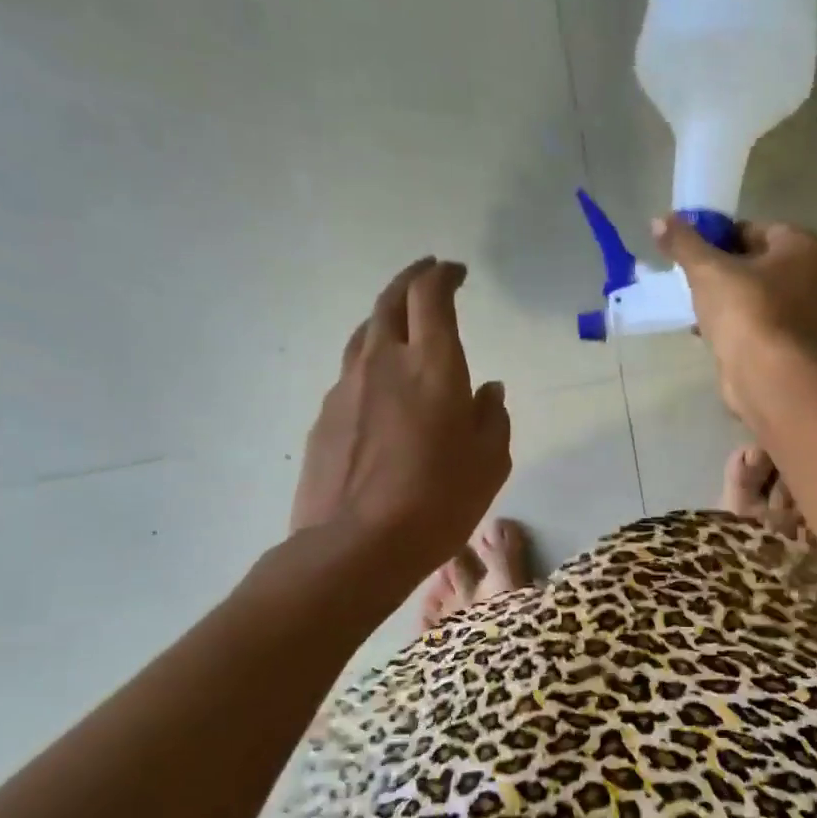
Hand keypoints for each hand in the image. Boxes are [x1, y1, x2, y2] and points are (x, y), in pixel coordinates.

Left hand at [286, 257, 510, 585]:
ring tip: (403, 327)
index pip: (431, 296)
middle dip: (411, 280)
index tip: (455, 272)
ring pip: (364, 333)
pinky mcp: (325, 415)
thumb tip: (488, 390)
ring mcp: (347, 387)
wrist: (356, 546)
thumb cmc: (439, 502)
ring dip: (386, 318)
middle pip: (390, 300)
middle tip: (429, 276)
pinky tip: (382, 391)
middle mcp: (384, 362)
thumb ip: (492, 418)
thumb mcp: (489, 463)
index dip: (442, 275)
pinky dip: (371, 365)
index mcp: (432, 366)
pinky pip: (351, 374)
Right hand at [653, 216, 816, 409]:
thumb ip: (684, 242)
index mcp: (806, 246)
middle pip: (761, 263)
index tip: (696, 253)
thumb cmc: (744, 309)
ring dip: (732, 300)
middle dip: (728, 270)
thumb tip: (659, 220)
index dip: (722, 238)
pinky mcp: (797, 344)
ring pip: (762, 295)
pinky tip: (711, 333)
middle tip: (696, 280)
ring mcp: (812, 314)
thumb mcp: (707, 269)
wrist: (765, 374)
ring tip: (699, 308)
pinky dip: (740, 325)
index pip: (757, 229)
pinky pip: (763, 323)